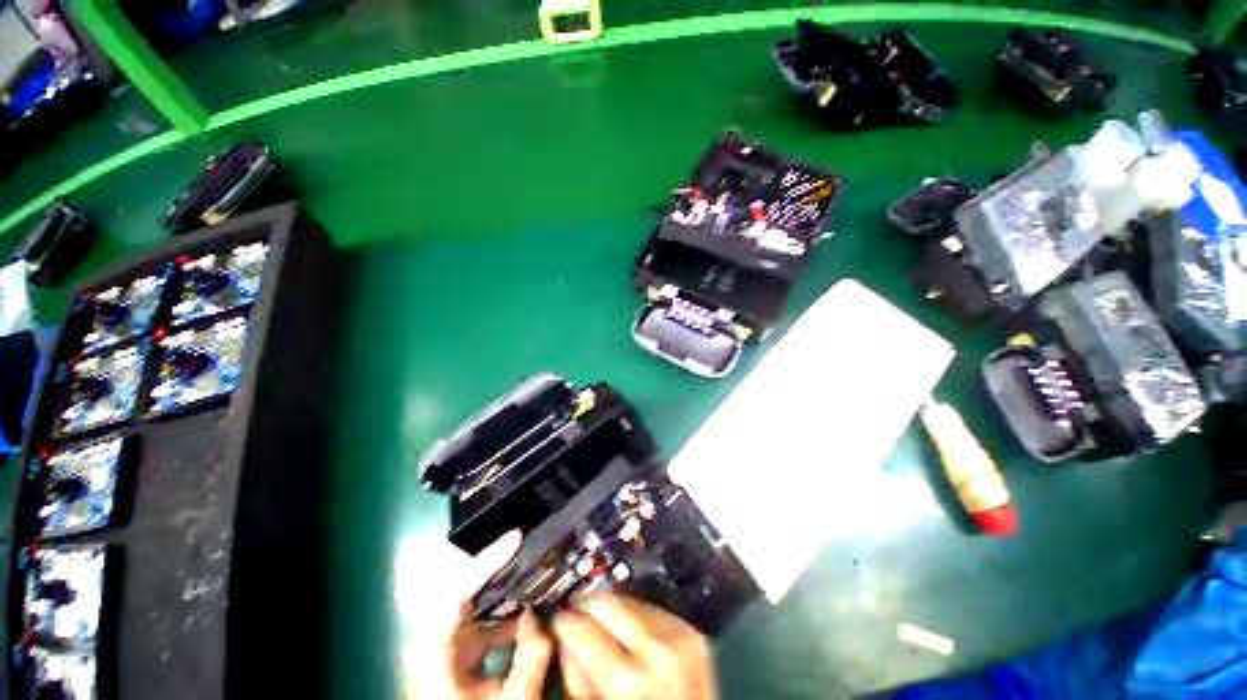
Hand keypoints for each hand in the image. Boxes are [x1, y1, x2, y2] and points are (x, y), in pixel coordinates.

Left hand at [401, 532, 552, 699]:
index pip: (456, 591)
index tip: (515, 538)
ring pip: (471, 604)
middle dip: (495, 566)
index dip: (486, 561)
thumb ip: (530, 657)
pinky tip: (524, 613)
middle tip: (525, 547)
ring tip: (530, 574)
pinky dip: (501, 612)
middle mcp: (431, 641)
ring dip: (501, 588)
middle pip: (462, 589)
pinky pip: (477, 621)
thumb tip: (537, 614)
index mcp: (433, 652)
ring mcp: (440, 648)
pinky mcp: (451, 656)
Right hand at [552, 594, 715, 699]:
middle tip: (576, 617)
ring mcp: (678, 636)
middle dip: (584, 605)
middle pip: (604, 600)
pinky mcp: (690, 630)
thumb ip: (575, 675)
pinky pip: (649, 608)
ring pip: (626, 599)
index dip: (561, 622)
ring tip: (607, 631)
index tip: (556, 623)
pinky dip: (634, 617)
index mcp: (628, 680)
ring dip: (611, 611)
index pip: (580, 626)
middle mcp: (655, 650)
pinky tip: (633, 637)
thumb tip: (564, 635)